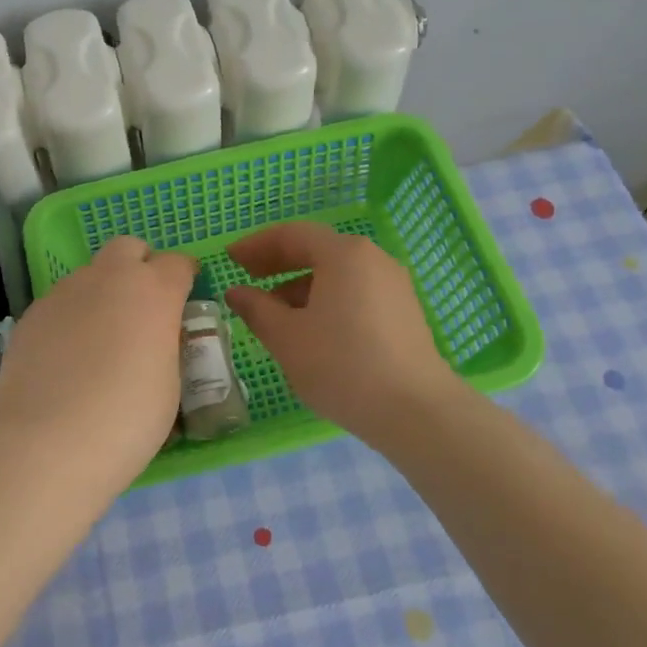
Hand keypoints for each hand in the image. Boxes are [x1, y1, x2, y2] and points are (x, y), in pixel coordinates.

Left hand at [0, 236, 196, 488]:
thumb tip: (156, 338)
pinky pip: (62, 303)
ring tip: (101, 342)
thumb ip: (167, 347)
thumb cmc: (127, 420)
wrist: (46, 444)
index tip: (186, 301)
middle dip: (140, 267)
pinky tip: (68, 359)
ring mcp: (64, 292)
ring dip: (103, 294)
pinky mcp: (32, 315)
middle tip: (143, 309)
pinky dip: (73, 318)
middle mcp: (108, 278)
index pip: (179, 263)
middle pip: (128, 248)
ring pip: (91, 275)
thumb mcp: (170, 385)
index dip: (185, 278)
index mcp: (153, 291)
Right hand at [226, 222, 459, 441]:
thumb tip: (237, 292)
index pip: (292, 235)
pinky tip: (310, 329)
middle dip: (278, 262)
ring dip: (300, 284)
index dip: (257, 244)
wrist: (415, 411)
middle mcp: (372, 259)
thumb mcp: (287, 338)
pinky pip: (355, 292)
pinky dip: (326, 299)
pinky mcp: (403, 312)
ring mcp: (393, 285)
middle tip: (247, 277)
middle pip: (317, 250)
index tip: (230, 258)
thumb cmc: (341, 365)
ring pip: (337, 274)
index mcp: (343, 254)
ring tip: (273, 312)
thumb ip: (257, 309)